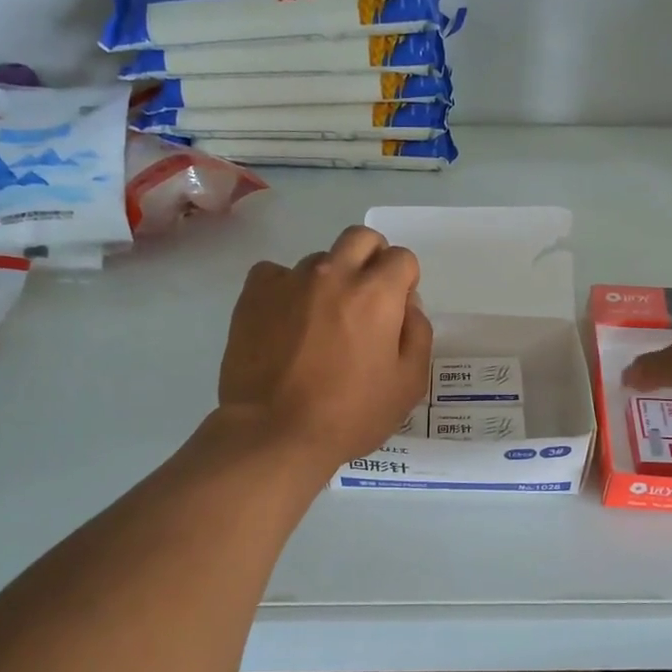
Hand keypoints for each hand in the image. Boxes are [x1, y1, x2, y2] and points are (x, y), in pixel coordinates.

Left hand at [218, 225, 432, 468]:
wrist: (274, 432)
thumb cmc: (350, 415)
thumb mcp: (408, 384)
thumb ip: (418, 334)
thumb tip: (408, 306)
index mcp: (376, 293)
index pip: (402, 257)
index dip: (405, 283)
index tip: (397, 312)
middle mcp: (334, 274)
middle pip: (361, 238)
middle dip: (372, 260)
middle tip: (366, 301)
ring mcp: (289, 280)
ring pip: (320, 260)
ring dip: (329, 281)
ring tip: (320, 325)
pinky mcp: (254, 294)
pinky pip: (276, 274)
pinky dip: (286, 290)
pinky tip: (286, 324)